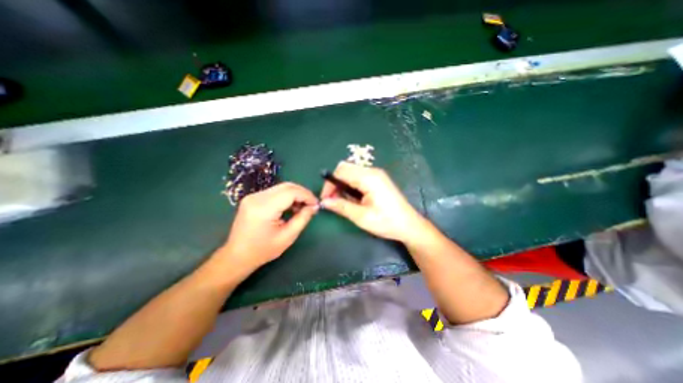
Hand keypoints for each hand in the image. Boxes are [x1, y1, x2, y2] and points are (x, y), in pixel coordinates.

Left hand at [218, 182, 320, 272]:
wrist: (237, 256)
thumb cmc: (263, 250)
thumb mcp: (288, 237)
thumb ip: (303, 219)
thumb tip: (314, 206)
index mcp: (264, 208)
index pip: (291, 192)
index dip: (306, 195)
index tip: (316, 204)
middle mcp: (257, 197)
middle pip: (286, 186)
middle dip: (302, 193)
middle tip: (311, 205)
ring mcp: (253, 196)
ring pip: (281, 187)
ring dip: (295, 195)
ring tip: (301, 208)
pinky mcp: (253, 198)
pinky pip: (275, 192)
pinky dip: (286, 197)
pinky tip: (290, 207)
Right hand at [319, 162, 424, 241]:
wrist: (409, 225)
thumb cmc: (386, 222)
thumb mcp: (362, 217)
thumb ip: (342, 207)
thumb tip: (324, 202)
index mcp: (369, 178)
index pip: (341, 171)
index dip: (329, 183)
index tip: (326, 199)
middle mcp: (372, 171)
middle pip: (345, 168)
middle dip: (335, 182)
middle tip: (332, 200)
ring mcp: (376, 174)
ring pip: (351, 172)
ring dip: (342, 184)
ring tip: (341, 201)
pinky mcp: (378, 179)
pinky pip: (358, 176)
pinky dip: (350, 184)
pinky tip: (352, 198)